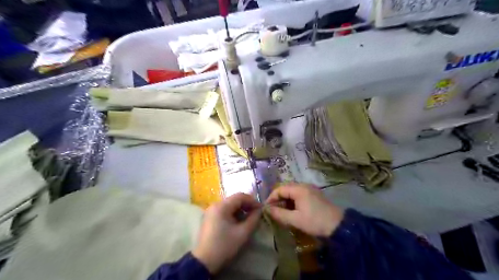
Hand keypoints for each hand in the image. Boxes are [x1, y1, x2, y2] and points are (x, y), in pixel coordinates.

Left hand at [192, 192, 261, 272]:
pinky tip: (239, 221)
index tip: (261, 208)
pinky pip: (224, 210)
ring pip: (230, 204)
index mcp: (221, 206)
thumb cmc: (224, 246)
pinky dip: (233, 212)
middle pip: (234, 199)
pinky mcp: (210, 217)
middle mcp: (215, 205)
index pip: (240, 196)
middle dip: (247, 204)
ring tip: (249, 217)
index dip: (252, 201)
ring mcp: (211, 210)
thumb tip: (259, 210)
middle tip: (256, 213)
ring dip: (241, 209)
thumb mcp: (242, 233)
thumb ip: (253, 219)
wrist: (204, 261)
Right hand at [265, 185, 343, 237]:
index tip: (266, 209)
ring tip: (282, 212)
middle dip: (278, 199)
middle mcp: (304, 185)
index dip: (271, 198)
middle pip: (285, 189)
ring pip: (292, 192)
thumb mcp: (295, 220)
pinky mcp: (314, 194)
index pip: (279, 189)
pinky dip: (293, 201)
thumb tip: (266, 210)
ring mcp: (310, 189)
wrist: (338, 226)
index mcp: (299, 189)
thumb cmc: (315, 221)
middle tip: (273, 211)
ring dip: (285, 201)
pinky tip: (292, 210)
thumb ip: (279, 214)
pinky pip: (299, 194)